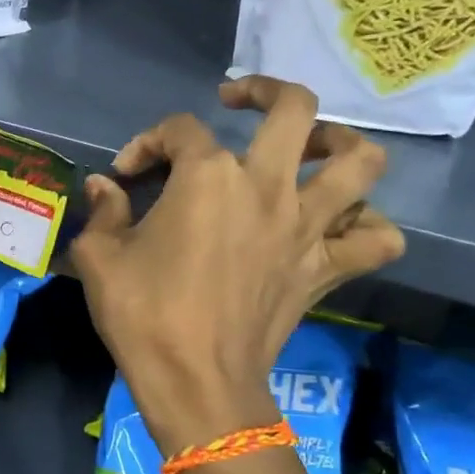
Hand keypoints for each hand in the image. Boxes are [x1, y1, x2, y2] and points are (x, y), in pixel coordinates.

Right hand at [69, 76, 403, 454]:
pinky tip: (340, 224)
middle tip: (238, 102)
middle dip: (264, 91)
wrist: (196, 382)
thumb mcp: (98, 256)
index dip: (147, 142)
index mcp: (208, 176)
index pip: (179, 130)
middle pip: (295, 109)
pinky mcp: (327, 268)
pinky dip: (367, 224)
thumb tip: (104, 187)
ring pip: (359, 161)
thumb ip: (102, 211)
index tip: (125, 176)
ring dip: (340, 143)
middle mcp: (268, 186)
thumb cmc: (142, 314)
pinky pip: (377, 238)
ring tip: (312, 148)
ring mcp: (307, 226)